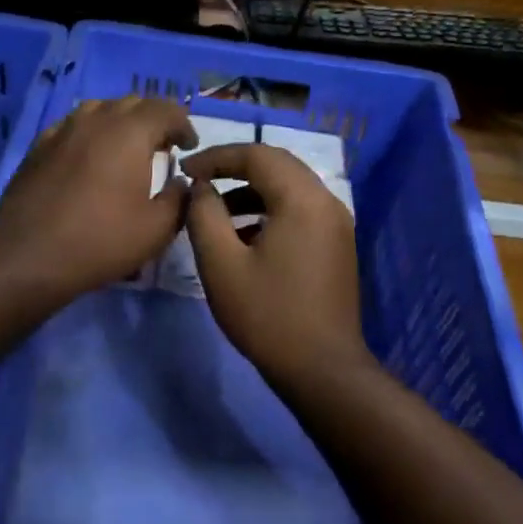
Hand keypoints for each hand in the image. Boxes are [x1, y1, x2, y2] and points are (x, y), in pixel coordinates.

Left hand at [0, 96, 196, 303]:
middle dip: (154, 120)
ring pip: (99, 109)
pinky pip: (72, 126)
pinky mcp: (38, 146)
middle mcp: (96, 119)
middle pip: (133, 103)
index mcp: (130, 132)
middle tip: (162, 147)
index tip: (188, 147)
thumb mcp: (157, 229)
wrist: (29, 255)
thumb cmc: (101, 241)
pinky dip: (90, 134)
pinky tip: (89, 157)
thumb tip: (181, 182)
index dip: (183, 125)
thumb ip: (179, 199)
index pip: (166, 109)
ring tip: (126, 148)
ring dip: (120, 122)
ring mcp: (62, 130)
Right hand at [181, 143, 371, 391]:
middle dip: (235, 169)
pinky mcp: (337, 246)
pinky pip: (300, 212)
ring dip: (251, 193)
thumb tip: (201, 188)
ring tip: (214, 215)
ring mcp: (337, 225)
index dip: (217, 156)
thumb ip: (204, 215)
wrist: (321, 369)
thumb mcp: (221, 264)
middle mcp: (327, 202)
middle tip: (199, 183)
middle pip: (278, 166)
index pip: (257, 154)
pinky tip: (243, 239)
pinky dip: (269, 213)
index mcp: (302, 199)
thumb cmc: (267, 315)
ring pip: (290, 190)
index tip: (185, 170)